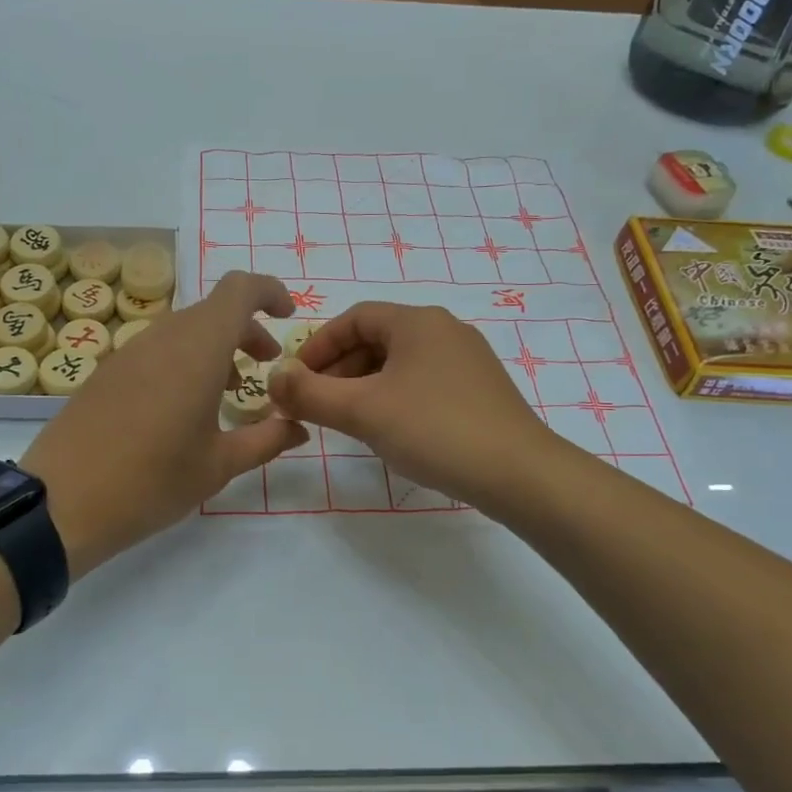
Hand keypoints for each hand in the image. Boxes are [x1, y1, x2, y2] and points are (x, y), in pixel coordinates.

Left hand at [22, 272, 306, 577]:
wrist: (62, 502)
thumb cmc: (152, 481)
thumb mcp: (219, 466)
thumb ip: (266, 439)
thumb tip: (297, 427)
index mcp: (198, 349)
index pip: (239, 290)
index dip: (269, 292)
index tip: (288, 316)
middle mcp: (163, 337)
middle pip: (213, 311)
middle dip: (246, 330)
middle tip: (265, 365)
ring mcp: (129, 351)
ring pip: (184, 330)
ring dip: (214, 347)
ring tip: (228, 391)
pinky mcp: (107, 371)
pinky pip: (157, 349)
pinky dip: (184, 360)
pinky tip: (183, 407)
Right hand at [268, 303, 552, 513]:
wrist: (520, 474)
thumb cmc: (435, 429)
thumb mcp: (363, 411)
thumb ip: (310, 393)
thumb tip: (272, 377)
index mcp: (418, 322)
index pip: (354, 318)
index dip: (318, 346)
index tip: (295, 378)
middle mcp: (445, 331)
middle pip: (377, 340)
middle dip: (339, 370)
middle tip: (316, 404)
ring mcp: (467, 361)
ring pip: (400, 365)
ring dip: (364, 387)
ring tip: (346, 421)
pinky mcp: (480, 391)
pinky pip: (423, 383)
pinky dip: (394, 399)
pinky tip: (388, 431)